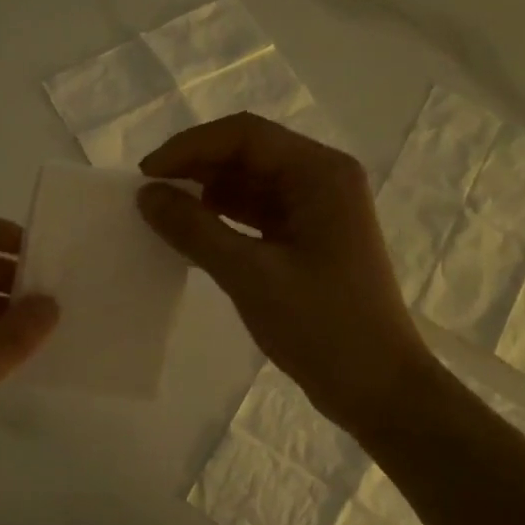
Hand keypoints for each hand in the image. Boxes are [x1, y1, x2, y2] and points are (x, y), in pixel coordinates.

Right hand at [137, 112, 426, 435]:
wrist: (378, 388)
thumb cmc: (322, 326)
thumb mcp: (250, 275)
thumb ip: (194, 229)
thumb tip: (146, 195)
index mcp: (320, 173)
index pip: (245, 135)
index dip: (189, 147)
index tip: (146, 176)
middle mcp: (322, 179)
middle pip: (248, 153)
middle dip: (195, 167)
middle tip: (148, 194)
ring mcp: (317, 209)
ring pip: (249, 183)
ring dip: (205, 192)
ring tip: (162, 213)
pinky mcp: (308, 238)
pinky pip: (256, 213)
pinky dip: (222, 217)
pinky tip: (191, 233)